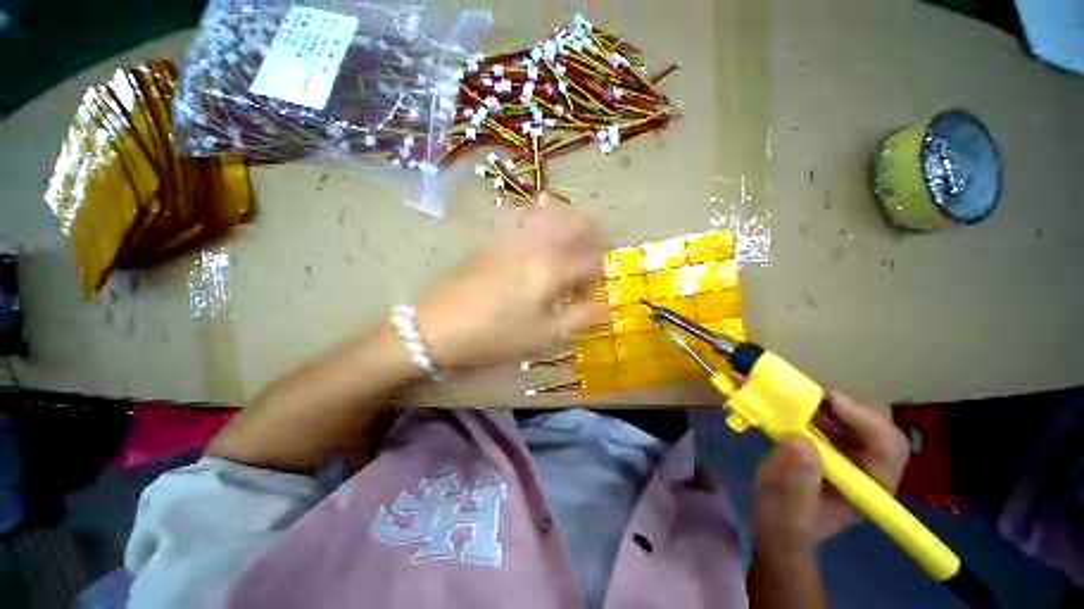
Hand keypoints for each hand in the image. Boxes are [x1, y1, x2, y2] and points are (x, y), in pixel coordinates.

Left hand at [416, 199, 608, 368]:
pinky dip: (542, 215)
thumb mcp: (545, 335)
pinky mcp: (495, 238)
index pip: (592, 262)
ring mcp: (513, 236)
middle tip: (596, 254)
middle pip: (576, 223)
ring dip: (570, 220)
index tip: (594, 291)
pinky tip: (541, 230)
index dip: (600, 276)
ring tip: (573, 240)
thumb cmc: (497, 334)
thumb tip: (607, 308)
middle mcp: (536, 243)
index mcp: (552, 267)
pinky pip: (525, 214)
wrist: (440, 325)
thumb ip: (581, 319)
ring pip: (551, 211)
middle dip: (594, 235)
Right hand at [752, 390, 909, 555]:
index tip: (830, 398)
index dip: (866, 419)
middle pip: (874, 421)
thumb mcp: (788, 505)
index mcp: (871, 484)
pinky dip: (806, 400)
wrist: (775, 521)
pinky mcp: (826, 439)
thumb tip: (800, 441)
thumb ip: (796, 480)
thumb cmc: (786, 519)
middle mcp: (867, 462)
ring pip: (849, 412)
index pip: (888, 446)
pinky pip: (824, 412)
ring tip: (790, 389)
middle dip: (844, 403)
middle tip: (808, 391)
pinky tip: (785, 397)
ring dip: (821, 397)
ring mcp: (847, 448)